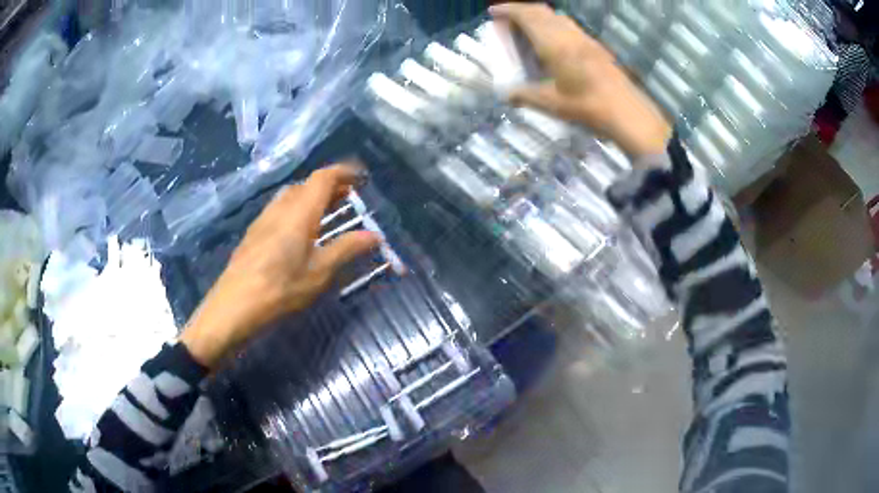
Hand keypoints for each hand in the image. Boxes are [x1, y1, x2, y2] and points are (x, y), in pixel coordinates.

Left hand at [180, 164, 380, 368]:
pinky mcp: (254, 233)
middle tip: (349, 199)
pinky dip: (297, 210)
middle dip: (330, 186)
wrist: (234, 306)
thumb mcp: (320, 272)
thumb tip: (375, 235)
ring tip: (327, 214)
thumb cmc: (281, 288)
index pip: (323, 178)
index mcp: (300, 211)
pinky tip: (299, 233)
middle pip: (307, 185)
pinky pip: (280, 210)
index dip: (344, 172)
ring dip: (312, 198)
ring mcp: (263, 219)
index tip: (362, 177)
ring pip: (291, 197)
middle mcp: (280, 207)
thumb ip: (347, 249)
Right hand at [490, 3, 671, 158]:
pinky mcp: (595, 45)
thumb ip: (525, 95)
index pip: (526, 16)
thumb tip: (507, 95)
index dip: (508, 10)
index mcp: (553, 43)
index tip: (494, 13)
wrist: (626, 111)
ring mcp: (584, 38)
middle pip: (541, 11)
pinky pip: (569, 26)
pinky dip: (553, 24)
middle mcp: (568, 34)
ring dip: (538, 15)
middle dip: (521, 9)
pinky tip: (553, 40)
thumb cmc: (586, 105)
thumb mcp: (551, 103)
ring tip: (528, 28)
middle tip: (508, 20)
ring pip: (556, 16)